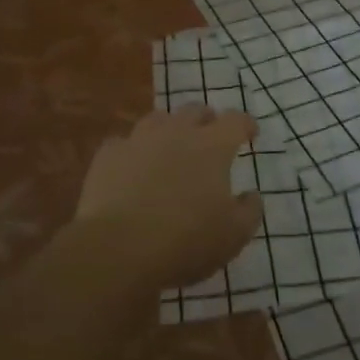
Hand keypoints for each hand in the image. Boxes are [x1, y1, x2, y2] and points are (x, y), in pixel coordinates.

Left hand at [73, 106, 263, 290]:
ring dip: (169, 128)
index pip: (235, 121)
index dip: (245, 124)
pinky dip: (133, 151)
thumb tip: (251, 195)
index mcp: (212, 146)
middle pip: (195, 110)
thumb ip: (249, 211)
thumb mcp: (233, 236)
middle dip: (206, 120)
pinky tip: (132, 167)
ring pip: (158, 119)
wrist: (117, 248)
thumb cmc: (185, 241)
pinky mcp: (108, 155)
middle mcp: (176, 132)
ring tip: (170, 146)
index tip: (249, 133)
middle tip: (210, 136)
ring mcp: (138, 140)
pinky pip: (123, 143)